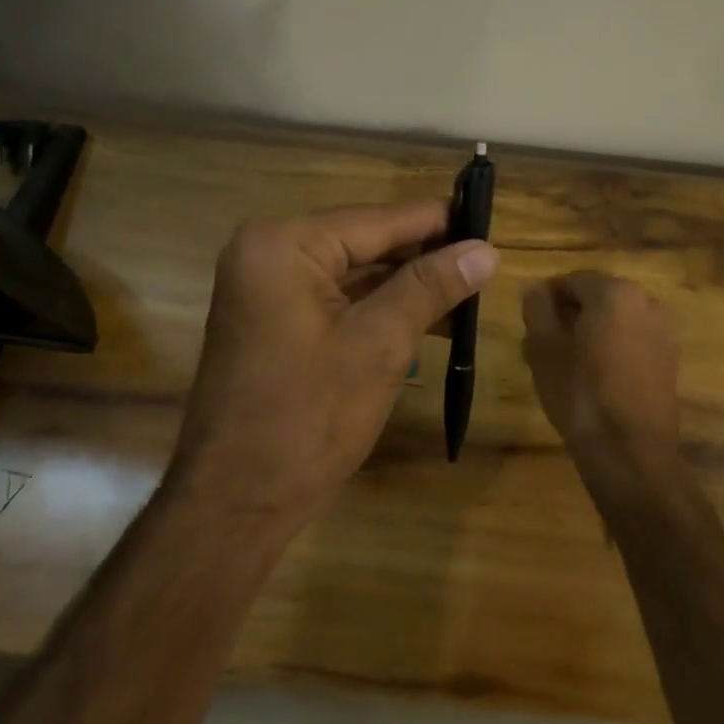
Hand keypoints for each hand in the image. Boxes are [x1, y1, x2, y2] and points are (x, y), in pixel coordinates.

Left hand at [166, 202, 498, 528]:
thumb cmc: (308, 417)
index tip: (488, 221)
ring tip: (469, 288)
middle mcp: (268, 251)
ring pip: (352, 270)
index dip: (437, 222)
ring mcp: (266, 286)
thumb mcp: (380, 343)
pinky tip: (427, 315)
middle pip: (363, 241)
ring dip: (405, 283)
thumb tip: (487, 250)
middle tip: (484, 260)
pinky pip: (335, 296)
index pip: (377, 220)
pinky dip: (377, 304)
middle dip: (423, 255)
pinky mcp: (272, 317)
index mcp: (285, 243)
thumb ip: (431, 287)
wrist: (235, 503)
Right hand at [522, 272, 683, 488]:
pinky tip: (590, 374)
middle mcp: (646, 302)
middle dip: (569, 313)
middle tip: (541, 340)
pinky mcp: (669, 360)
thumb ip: (537, 308)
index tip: (530, 319)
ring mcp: (663, 331)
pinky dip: (611, 346)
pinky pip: (632, 339)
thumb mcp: (543, 348)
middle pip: (597, 297)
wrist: (630, 454)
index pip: (573, 279)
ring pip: (615, 319)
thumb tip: (536, 288)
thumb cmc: (580, 393)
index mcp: (615, 292)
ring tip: (563, 360)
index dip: (547, 296)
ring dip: (589, 330)